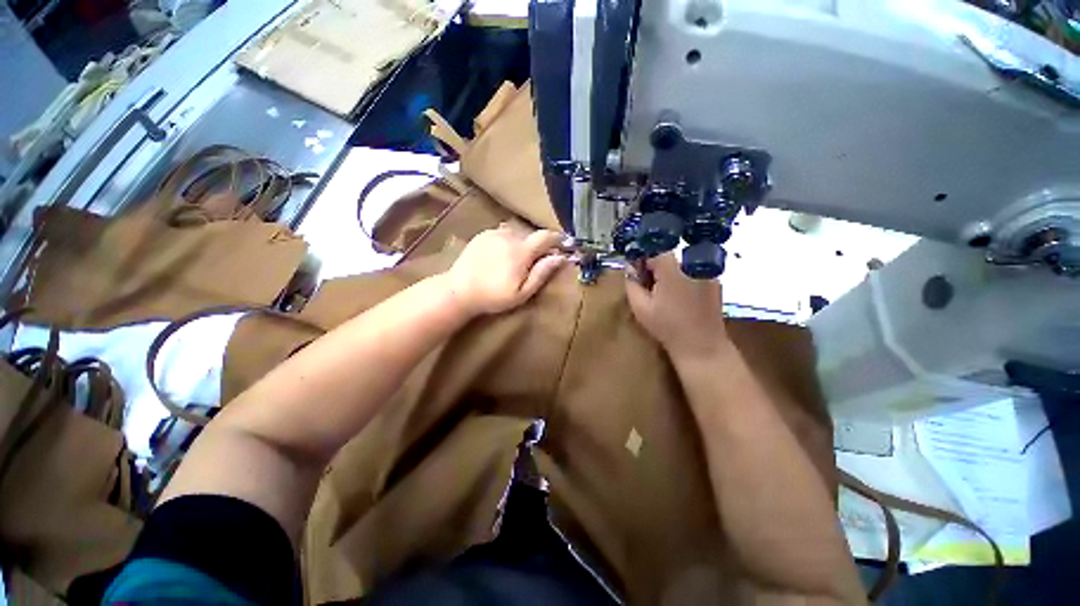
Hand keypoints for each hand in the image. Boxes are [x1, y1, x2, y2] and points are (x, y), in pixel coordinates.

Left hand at [443, 226, 567, 315]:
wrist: (459, 290)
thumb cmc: (493, 296)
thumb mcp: (522, 292)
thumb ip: (542, 273)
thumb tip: (560, 257)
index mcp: (521, 251)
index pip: (546, 236)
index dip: (557, 239)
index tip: (562, 246)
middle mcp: (509, 236)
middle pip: (531, 235)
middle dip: (538, 246)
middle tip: (535, 263)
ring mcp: (494, 233)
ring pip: (517, 233)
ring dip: (522, 244)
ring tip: (516, 260)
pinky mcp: (483, 234)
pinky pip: (503, 233)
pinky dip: (508, 241)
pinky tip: (501, 256)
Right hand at [625, 253, 728, 359]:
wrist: (701, 345)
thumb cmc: (667, 326)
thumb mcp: (640, 307)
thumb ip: (631, 284)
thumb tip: (630, 269)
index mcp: (672, 268)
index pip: (653, 252)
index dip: (643, 263)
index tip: (638, 277)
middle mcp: (691, 263)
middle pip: (668, 257)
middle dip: (656, 269)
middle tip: (650, 288)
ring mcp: (707, 271)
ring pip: (681, 264)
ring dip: (670, 274)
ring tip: (666, 295)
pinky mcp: (715, 281)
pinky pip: (694, 272)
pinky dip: (684, 279)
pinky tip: (681, 299)